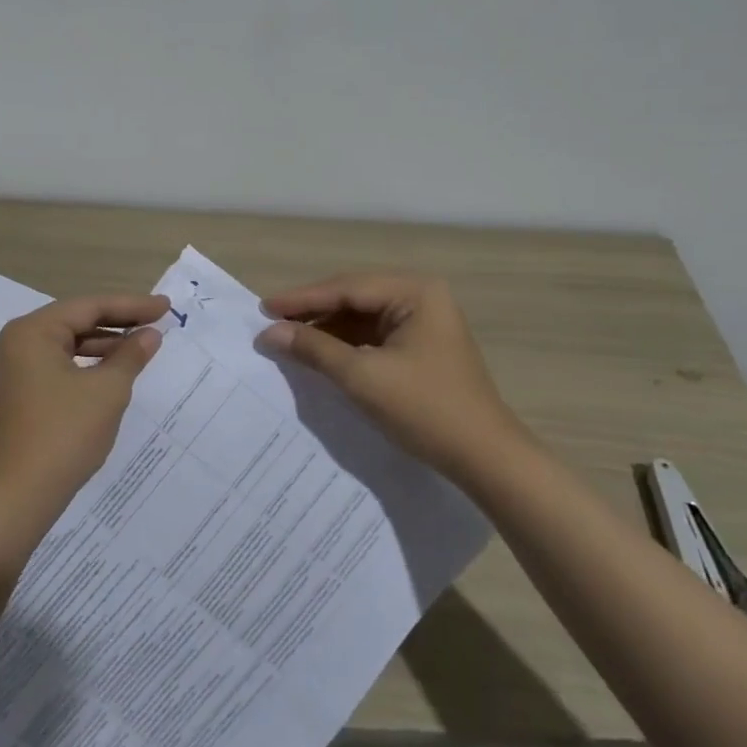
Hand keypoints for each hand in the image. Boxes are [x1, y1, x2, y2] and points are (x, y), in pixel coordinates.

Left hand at [0, 294, 167, 554]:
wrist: (19, 495)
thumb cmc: (64, 434)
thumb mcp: (107, 391)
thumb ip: (131, 356)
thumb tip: (151, 334)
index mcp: (34, 331)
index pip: (90, 306)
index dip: (131, 305)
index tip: (166, 306)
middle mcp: (20, 341)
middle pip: (77, 320)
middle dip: (119, 322)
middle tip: (159, 321)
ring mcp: (18, 367)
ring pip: (70, 343)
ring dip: (106, 344)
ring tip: (144, 346)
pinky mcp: (24, 391)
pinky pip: (62, 364)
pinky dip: (90, 363)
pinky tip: (116, 370)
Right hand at [256, 274, 517, 475]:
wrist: (484, 458)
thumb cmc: (425, 409)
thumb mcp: (362, 377)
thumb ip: (314, 349)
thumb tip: (269, 333)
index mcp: (415, 292)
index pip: (346, 288)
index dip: (301, 299)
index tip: (263, 307)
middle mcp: (421, 297)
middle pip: (353, 298)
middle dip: (312, 312)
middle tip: (271, 321)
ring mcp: (423, 322)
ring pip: (361, 318)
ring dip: (326, 330)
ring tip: (287, 339)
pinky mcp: (420, 347)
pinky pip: (372, 336)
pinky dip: (344, 345)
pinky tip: (318, 354)